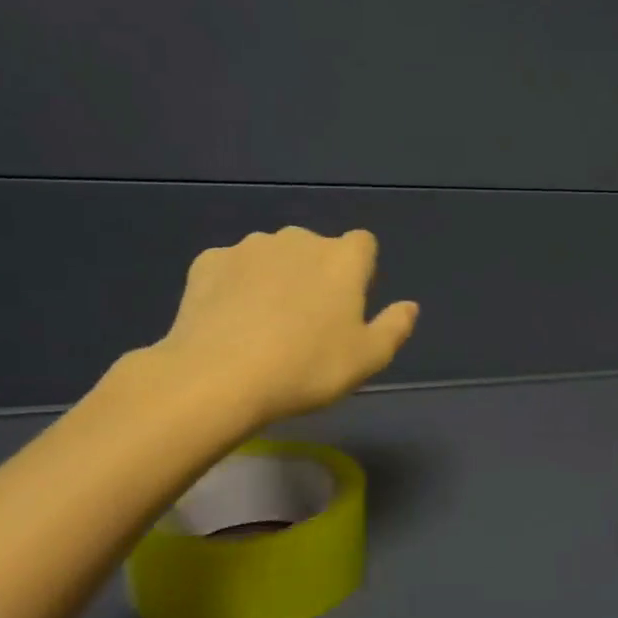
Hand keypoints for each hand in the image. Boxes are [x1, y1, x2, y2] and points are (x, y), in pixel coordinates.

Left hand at [139, 228, 417, 442]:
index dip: (360, 271)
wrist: (219, 377)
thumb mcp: (368, 358)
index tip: (350, 305)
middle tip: (309, 323)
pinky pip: (232, 268)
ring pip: (273, 257)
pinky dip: (236, 287)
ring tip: (265, 325)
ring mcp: (249, 248)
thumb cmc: (308, 367)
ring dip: (276, 279)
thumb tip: (409, 306)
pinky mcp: (208, 262)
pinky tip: (231, 321)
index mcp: (342, 259)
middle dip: (316, 275)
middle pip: (316, 249)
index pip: (363, 244)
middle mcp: (298, 240)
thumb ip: (395, 327)